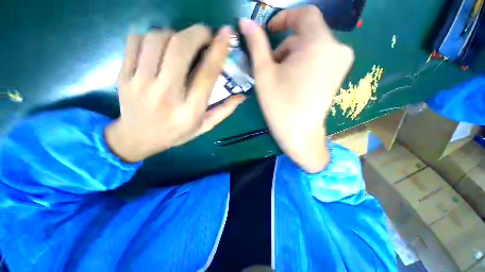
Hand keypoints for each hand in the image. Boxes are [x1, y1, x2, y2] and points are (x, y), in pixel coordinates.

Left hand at [105, 25, 245, 161]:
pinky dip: (150, 36)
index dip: (218, 50)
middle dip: (196, 33)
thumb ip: (224, 111)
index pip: (207, 74)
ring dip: (174, 34)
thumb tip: (242, 96)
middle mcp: (166, 94)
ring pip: (157, 38)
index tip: (226, 33)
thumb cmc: (176, 133)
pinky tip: (158, 47)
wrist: (137, 138)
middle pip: (179, 48)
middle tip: (205, 35)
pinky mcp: (124, 76)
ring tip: (181, 44)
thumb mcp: (204, 127)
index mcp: (190, 110)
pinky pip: (134, 41)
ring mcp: (140, 83)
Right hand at [240, 5, 353, 172]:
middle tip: (270, 65)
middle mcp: (337, 47)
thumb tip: (244, 22)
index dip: (284, 17)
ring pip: (311, 46)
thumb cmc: (279, 105)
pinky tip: (293, 81)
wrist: (299, 134)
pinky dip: (303, 62)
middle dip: (285, 45)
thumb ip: (256, 44)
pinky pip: (319, 57)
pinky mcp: (338, 73)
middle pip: (306, 33)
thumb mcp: (264, 73)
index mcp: (319, 43)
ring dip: (293, 55)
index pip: (304, 13)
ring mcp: (341, 61)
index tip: (269, 31)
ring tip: (280, 77)